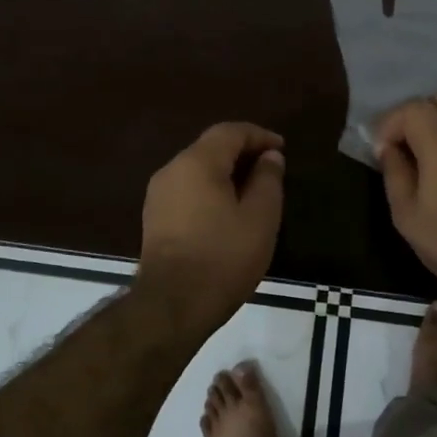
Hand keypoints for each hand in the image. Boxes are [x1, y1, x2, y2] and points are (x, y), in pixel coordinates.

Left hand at [136, 122, 285, 339]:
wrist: (173, 305)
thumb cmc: (223, 257)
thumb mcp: (260, 218)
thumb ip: (268, 180)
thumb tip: (269, 157)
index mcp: (197, 162)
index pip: (230, 132)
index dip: (259, 135)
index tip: (282, 149)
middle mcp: (172, 170)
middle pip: (210, 148)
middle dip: (242, 153)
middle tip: (270, 169)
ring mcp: (158, 195)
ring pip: (197, 170)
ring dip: (225, 173)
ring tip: (253, 191)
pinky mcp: (154, 219)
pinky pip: (187, 191)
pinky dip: (210, 190)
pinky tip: (227, 212)